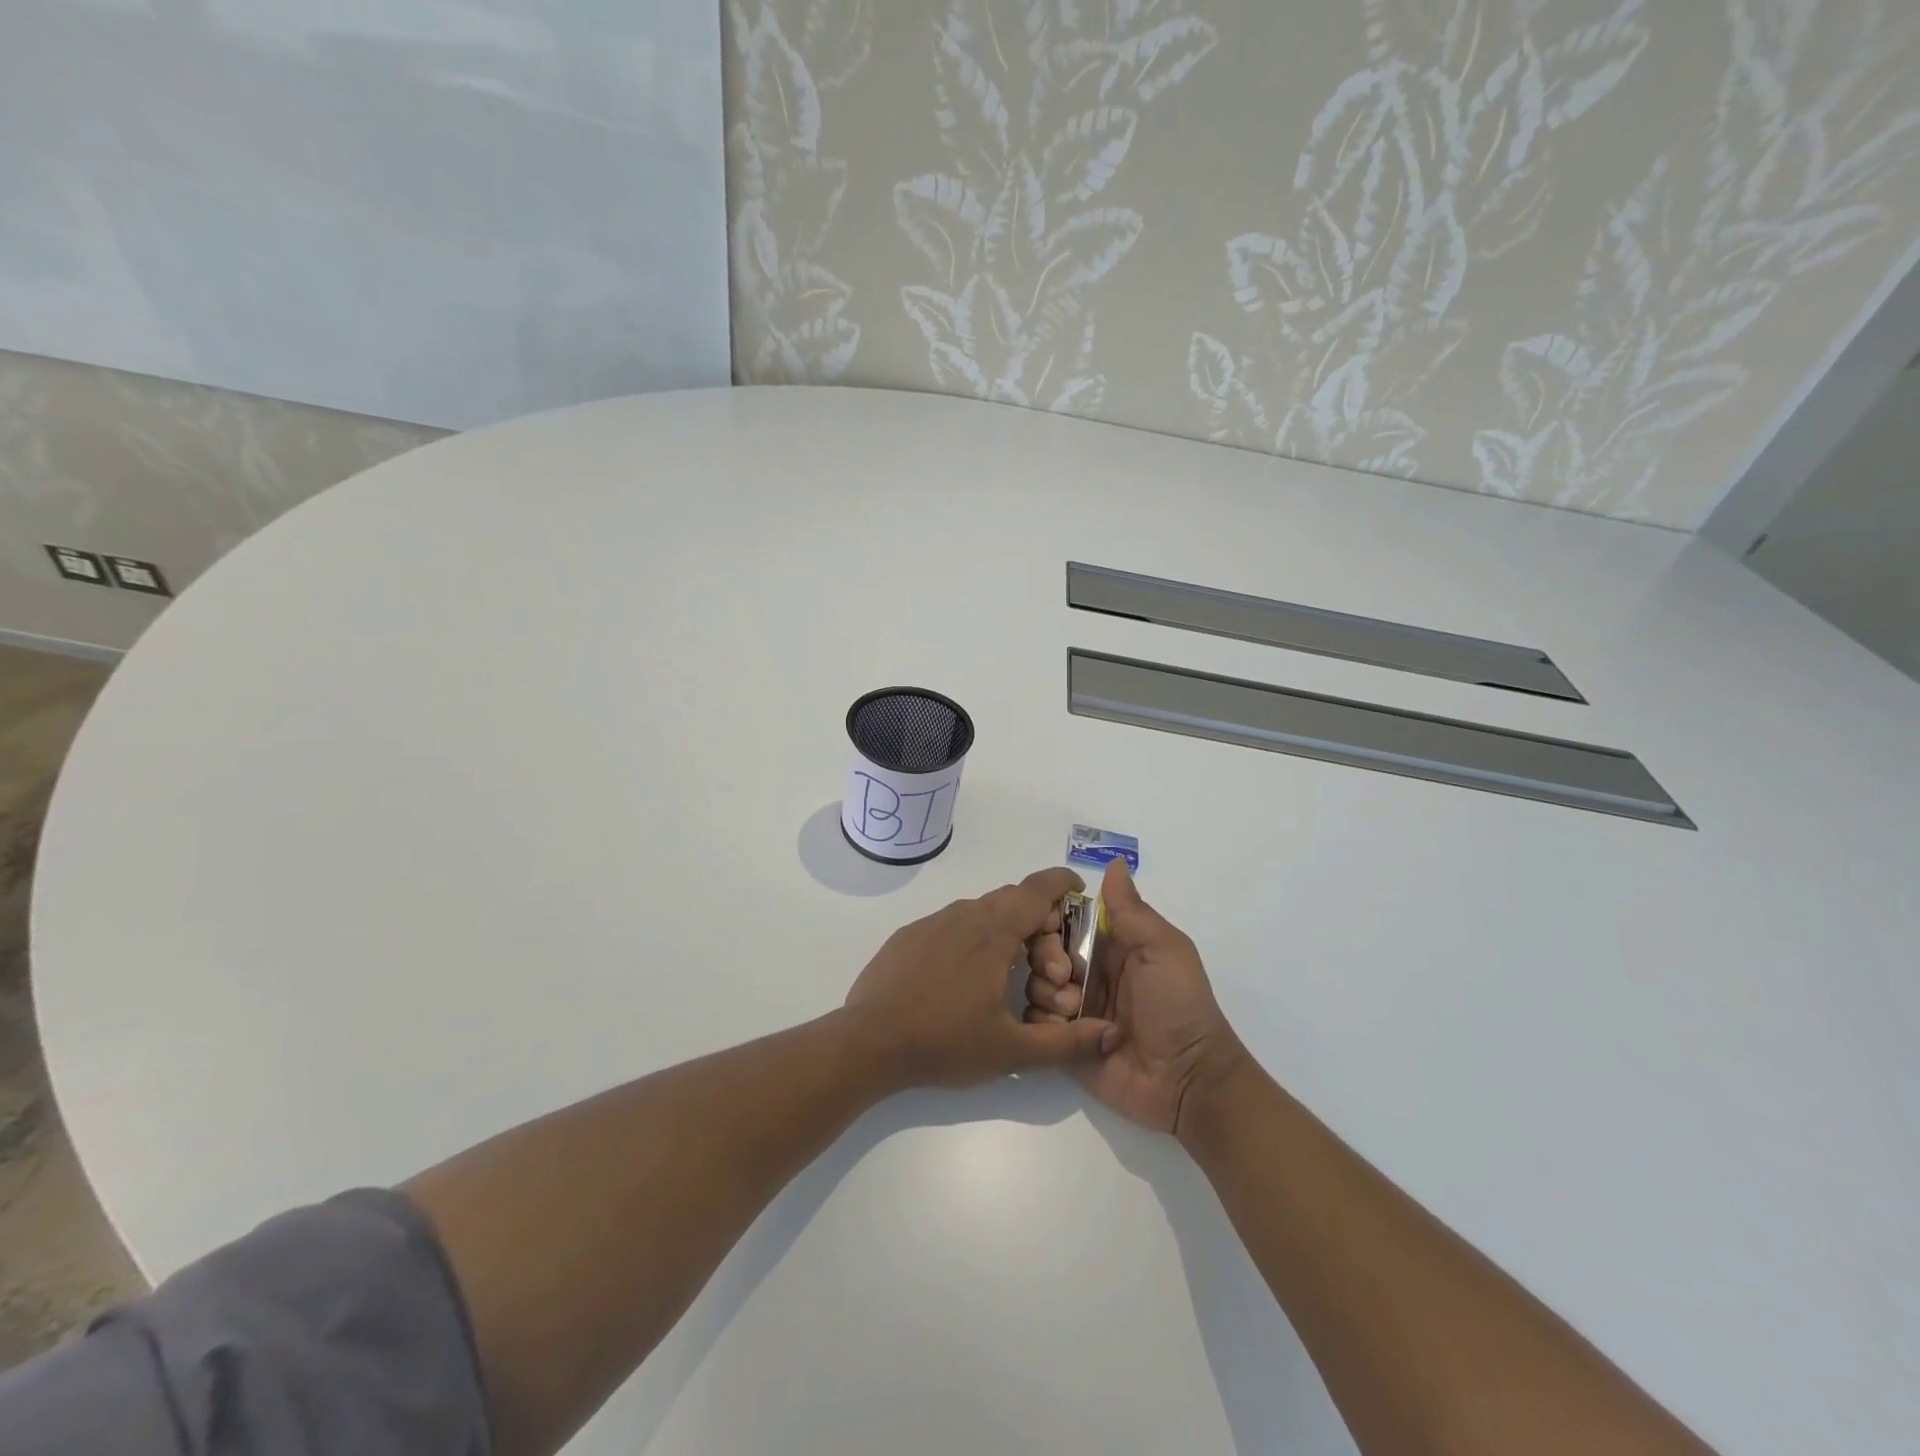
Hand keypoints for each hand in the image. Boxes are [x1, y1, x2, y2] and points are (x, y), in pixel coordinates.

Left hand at [844, 867, 1117, 1089]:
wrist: (868, 1042)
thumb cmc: (944, 1042)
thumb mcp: (1011, 1051)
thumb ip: (1066, 1043)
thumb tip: (1109, 1034)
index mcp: (993, 932)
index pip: (1036, 889)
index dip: (1061, 884)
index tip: (1077, 892)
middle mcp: (964, 916)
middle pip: (1013, 901)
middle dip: (1039, 925)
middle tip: (1048, 971)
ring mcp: (932, 923)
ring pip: (981, 912)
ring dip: (1005, 933)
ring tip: (1009, 978)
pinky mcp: (909, 936)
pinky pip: (952, 925)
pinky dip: (973, 939)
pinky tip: (966, 980)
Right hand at [1024, 859, 1243, 1134]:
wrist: (1188, 1079)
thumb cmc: (1179, 1005)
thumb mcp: (1163, 949)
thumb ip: (1132, 910)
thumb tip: (1115, 863)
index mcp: (1110, 944)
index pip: (1065, 918)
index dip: (1051, 918)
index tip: (1052, 926)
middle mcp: (1087, 971)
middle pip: (1042, 949)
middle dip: (1045, 957)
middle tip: (1066, 976)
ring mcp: (1075, 1008)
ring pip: (1034, 984)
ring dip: (1047, 992)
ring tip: (1075, 1010)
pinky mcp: (1064, 1043)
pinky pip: (1035, 1024)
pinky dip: (1043, 1023)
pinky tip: (1065, 1029)